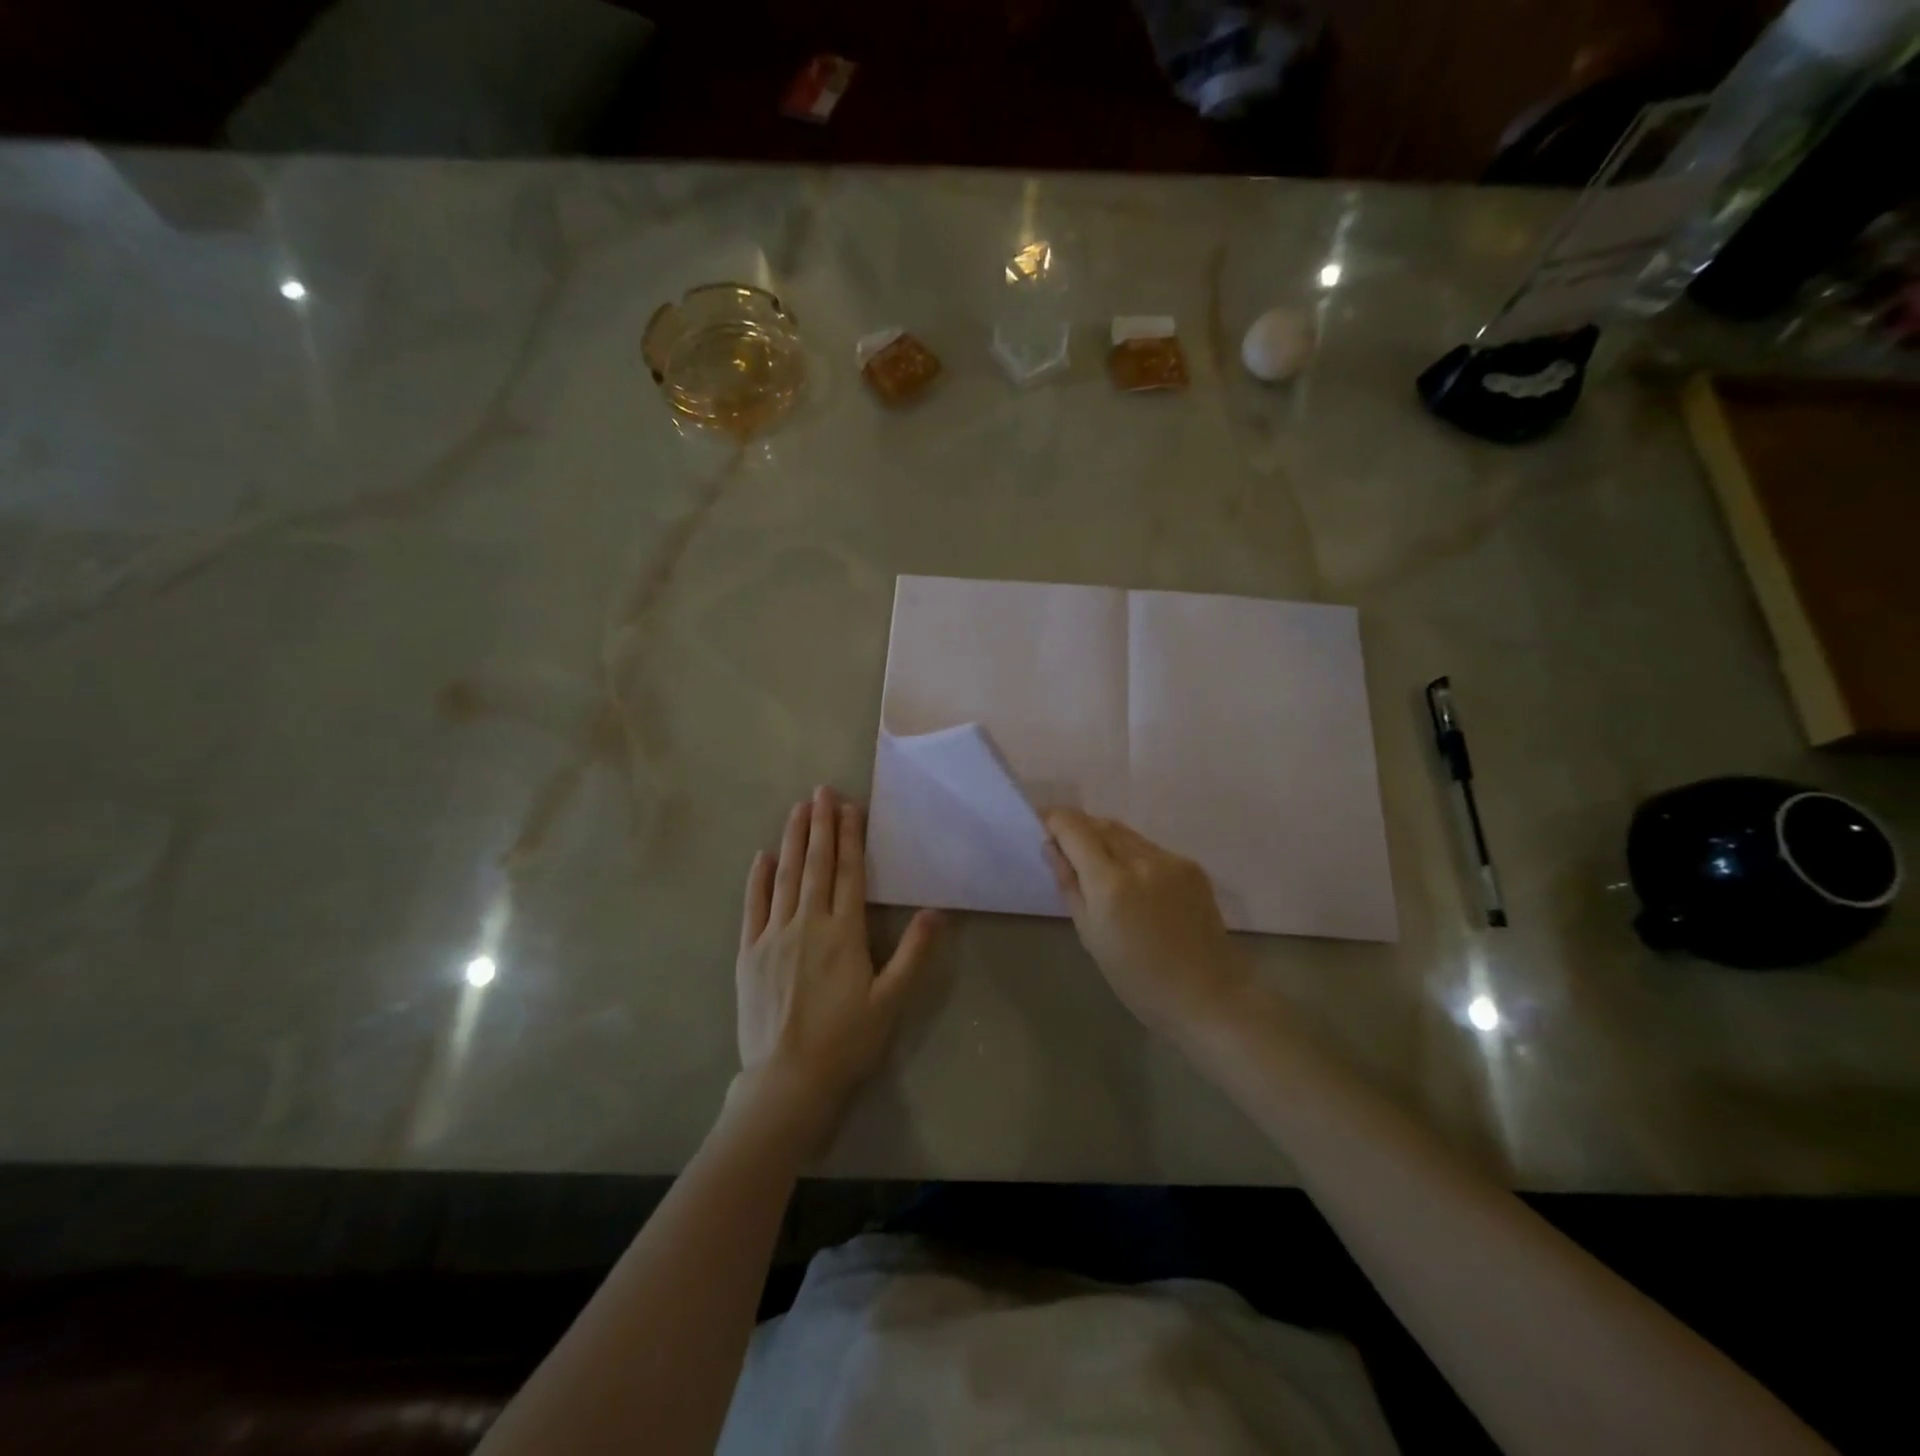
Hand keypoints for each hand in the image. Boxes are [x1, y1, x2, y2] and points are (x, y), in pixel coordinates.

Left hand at [734, 787, 941, 1145]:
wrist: (787, 1082)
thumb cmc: (846, 1042)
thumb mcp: (890, 1001)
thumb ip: (913, 954)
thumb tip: (937, 912)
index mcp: (843, 933)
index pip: (849, 873)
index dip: (850, 837)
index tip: (849, 806)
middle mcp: (807, 924)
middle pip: (816, 865)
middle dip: (820, 825)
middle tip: (821, 790)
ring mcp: (773, 937)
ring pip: (786, 877)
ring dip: (793, 840)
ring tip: (797, 809)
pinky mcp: (749, 954)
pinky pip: (753, 906)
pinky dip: (759, 879)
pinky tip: (763, 856)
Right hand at [1042, 809, 1249, 1037]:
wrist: (1205, 996)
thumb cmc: (1137, 978)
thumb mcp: (1090, 936)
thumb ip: (1069, 885)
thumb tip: (1052, 848)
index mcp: (1110, 884)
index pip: (1074, 829)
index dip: (1054, 819)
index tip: (1042, 824)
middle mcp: (1141, 861)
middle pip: (1101, 824)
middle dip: (1078, 827)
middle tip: (1063, 843)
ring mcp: (1171, 861)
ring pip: (1126, 833)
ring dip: (1104, 838)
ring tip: (1095, 860)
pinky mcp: (1193, 866)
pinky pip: (1150, 848)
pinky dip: (1132, 853)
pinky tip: (1132, 878)